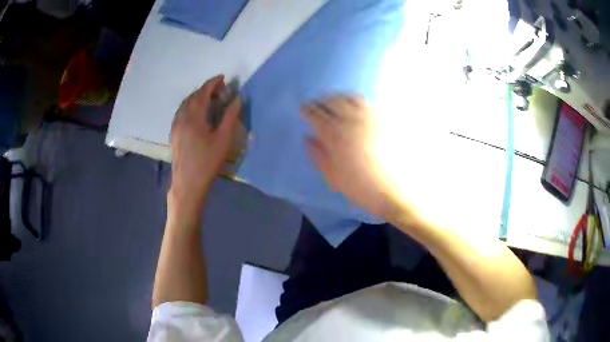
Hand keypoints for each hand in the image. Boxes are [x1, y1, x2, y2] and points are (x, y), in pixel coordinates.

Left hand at [170, 75, 241, 207]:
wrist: (188, 183)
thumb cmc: (207, 162)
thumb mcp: (223, 139)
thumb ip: (230, 116)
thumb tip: (237, 98)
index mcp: (194, 117)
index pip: (203, 92)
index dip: (213, 83)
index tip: (223, 77)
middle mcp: (182, 117)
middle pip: (193, 96)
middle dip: (206, 89)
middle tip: (219, 90)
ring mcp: (175, 126)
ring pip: (185, 104)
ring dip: (197, 97)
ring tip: (208, 99)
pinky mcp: (173, 134)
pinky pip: (180, 112)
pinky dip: (189, 105)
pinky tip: (196, 112)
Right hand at [302, 96, 393, 216]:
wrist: (392, 190)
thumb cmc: (359, 186)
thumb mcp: (332, 175)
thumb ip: (318, 155)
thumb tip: (309, 139)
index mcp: (334, 134)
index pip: (316, 115)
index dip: (307, 110)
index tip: (303, 109)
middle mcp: (351, 120)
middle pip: (332, 101)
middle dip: (321, 101)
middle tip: (316, 104)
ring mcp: (369, 118)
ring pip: (349, 97)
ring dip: (338, 97)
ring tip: (334, 101)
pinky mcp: (384, 119)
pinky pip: (366, 102)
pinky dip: (355, 100)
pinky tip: (354, 106)